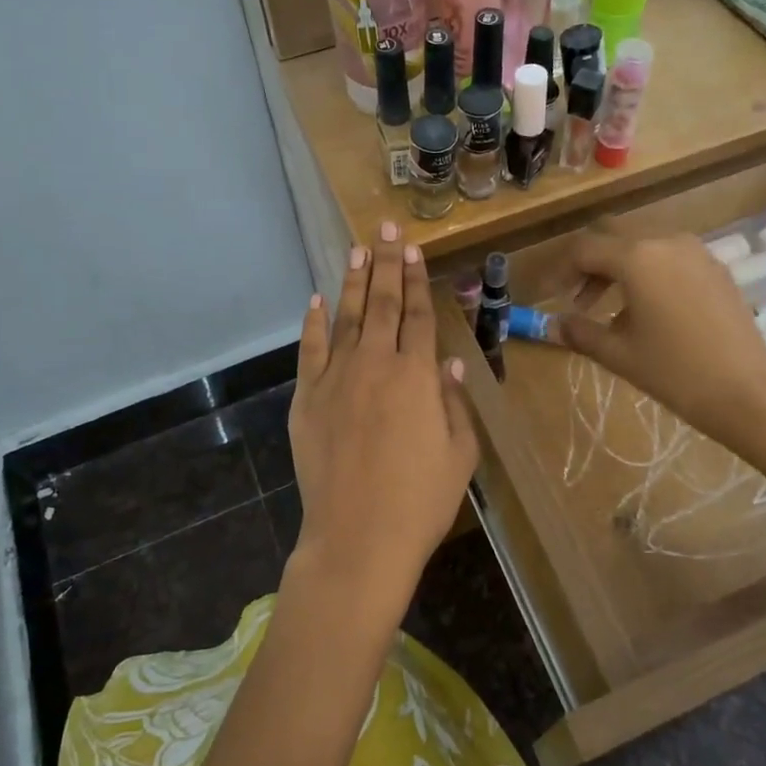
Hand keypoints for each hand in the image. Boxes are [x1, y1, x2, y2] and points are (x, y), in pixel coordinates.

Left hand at [286, 223, 478, 617]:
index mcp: (417, 375)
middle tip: (386, 227)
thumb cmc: (420, 501)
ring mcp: (336, 379)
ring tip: (358, 249)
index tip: (413, 248)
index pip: (419, 315)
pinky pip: (310, 350)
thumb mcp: (459, 454)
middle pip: (384, 304)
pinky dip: (313, 323)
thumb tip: (451, 363)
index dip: (418, 279)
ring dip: (354, 281)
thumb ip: (454, 402)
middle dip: (387, 262)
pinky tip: (316, 300)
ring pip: (347, 317)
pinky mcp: (306, 399)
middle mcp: (376, 364)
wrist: (358, 538)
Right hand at [559, 230, 765, 453]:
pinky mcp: (715, 267)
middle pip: (612, 236)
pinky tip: (646, 309)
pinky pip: (668, 256)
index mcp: (637, 258)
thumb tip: (555, 325)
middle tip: (576, 298)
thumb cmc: (675, 372)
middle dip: (588, 263)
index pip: (584, 249)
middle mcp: (666, 241)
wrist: (747, 392)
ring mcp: (695, 251)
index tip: (549, 296)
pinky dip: (647, 271)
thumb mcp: (618, 354)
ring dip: (617, 267)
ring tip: (608, 308)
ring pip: (642, 243)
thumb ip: (580, 332)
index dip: (560, 271)